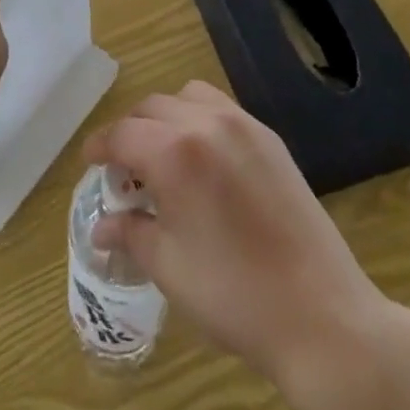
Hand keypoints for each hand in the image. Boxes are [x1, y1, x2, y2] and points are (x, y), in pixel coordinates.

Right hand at [82, 81, 399, 385]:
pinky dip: (199, 120)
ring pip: (187, 97)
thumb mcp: (168, 266)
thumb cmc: (232, 294)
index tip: (90, 164)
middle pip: (151, 107)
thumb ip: (131, 232)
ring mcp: (243, 125)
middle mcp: (206, 122)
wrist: (319, 312)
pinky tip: (203, 162)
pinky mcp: (269, 138)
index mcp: (175, 152)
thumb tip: (101, 226)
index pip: (122, 133)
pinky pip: (221, 108)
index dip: (99, 147)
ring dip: (165, 118)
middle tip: (124, 171)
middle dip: (130, 132)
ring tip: (164, 159)